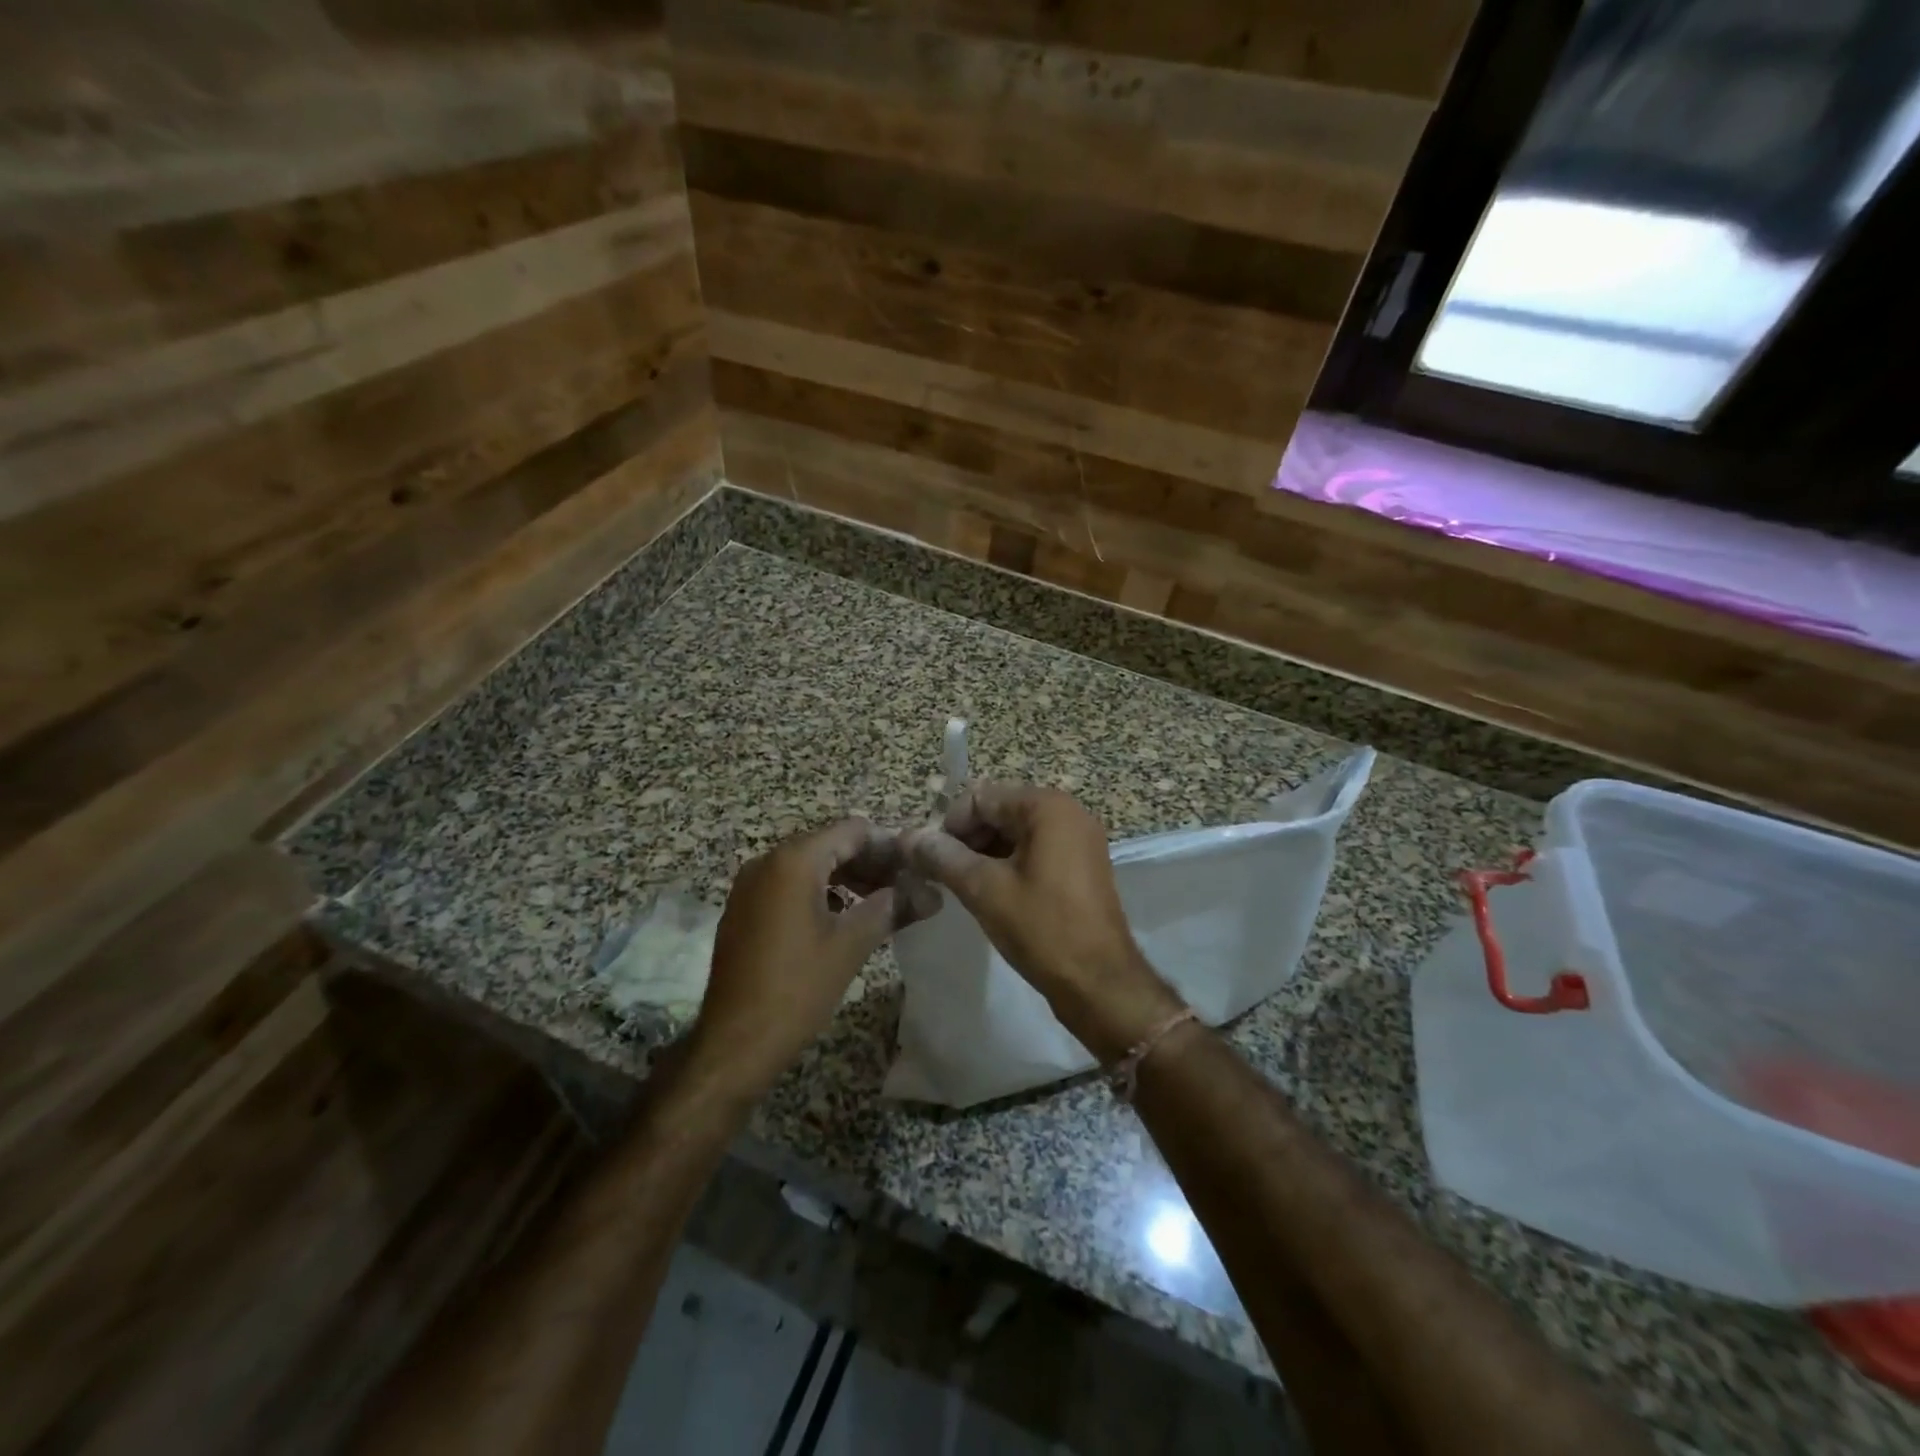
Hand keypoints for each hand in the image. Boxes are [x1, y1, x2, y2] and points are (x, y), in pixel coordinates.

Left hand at [687, 819, 932, 1100]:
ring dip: (847, 878)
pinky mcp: (743, 909)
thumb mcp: (851, 945)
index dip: (889, 846)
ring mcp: (750, 885)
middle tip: (905, 889)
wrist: (733, 1044)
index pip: (853, 830)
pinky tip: (842, 919)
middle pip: (830, 844)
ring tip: (880, 904)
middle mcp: (767, 861)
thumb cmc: (796, 989)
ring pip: (810, 866)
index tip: (916, 870)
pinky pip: (788, 885)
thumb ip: (893, 907)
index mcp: (794, 861)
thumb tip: (931, 893)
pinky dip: (820, 893)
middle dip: (870, 863)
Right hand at [905, 783, 1184, 1060]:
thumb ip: (944, 857)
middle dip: (967, 840)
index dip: (950, 825)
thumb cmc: (1042, 929)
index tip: (932, 861)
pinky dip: (1008, 866)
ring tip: (962, 889)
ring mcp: (1079, 840)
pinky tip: (991, 895)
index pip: (981, 797)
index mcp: (1047, 807)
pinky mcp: (1081, 866)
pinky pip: (1035, 851)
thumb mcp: (985, 890)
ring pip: (1015, 833)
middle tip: (943, 876)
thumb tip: (910, 837)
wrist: (1100, 984)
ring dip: (984, 855)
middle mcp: (1068, 813)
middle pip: (999, 811)